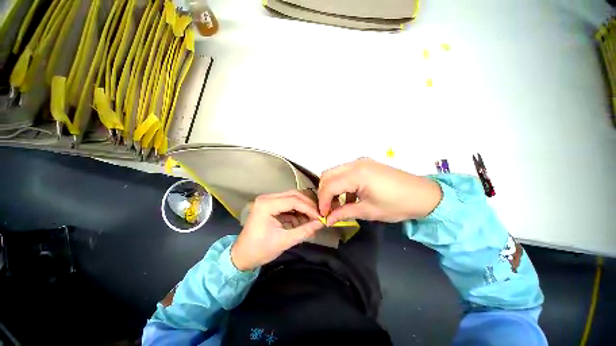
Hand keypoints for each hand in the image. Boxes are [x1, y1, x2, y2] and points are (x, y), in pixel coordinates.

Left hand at [231, 190, 324, 270]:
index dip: (309, 208)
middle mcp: (267, 198)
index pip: (293, 201)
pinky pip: (287, 204)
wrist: (242, 256)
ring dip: (303, 208)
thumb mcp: (284, 241)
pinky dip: (296, 212)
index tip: (320, 217)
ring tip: (312, 219)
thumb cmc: (260, 250)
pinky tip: (303, 221)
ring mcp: (268, 200)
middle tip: (318, 215)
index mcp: (266, 205)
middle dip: (307, 205)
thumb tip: (321, 223)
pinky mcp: (270, 205)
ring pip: (292, 198)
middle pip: (293, 195)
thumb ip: (304, 231)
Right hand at [318, 158, 442, 224]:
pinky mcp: (365, 164)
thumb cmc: (397, 205)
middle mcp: (355, 163)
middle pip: (328, 175)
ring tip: (336, 204)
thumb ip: (344, 213)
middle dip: (324, 192)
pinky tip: (348, 197)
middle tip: (328, 208)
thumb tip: (327, 220)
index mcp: (357, 174)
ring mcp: (360, 162)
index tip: (323, 215)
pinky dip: (341, 184)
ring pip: (335, 172)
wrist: (424, 195)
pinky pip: (345, 172)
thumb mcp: (368, 211)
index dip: (323, 201)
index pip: (329, 186)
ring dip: (332, 187)